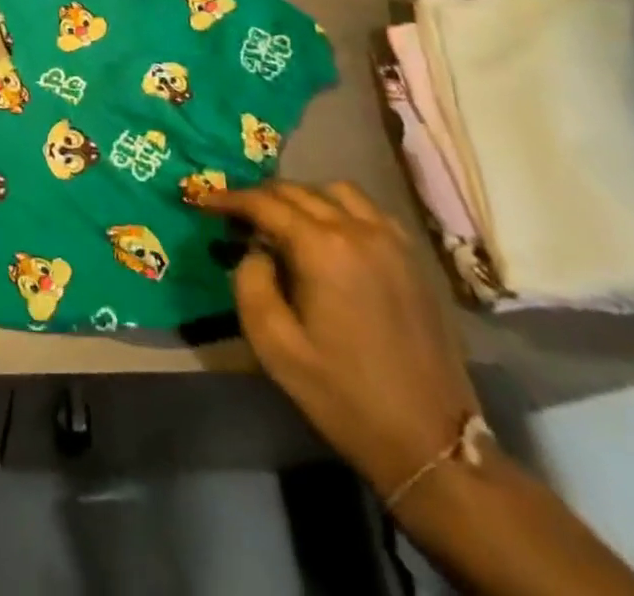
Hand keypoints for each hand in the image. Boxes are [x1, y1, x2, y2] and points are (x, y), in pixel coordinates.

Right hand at [199, 180, 478, 496]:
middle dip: (260, 197)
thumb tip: (254, 250)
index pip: (264, 203)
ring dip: (302, 197)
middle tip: (235, 216)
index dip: (228, 198)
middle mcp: (358, 230)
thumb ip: (250, 283)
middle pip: (297, 190)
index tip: (202, 200)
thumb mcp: (274, 345)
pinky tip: (330, 234)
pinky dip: (340, 208)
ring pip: (335, 191)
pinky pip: (368, 210)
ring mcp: (391, 240)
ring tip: (283, 222)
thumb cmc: (344, 395)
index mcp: (322, 248)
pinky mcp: (412, 258)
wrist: (431, 442)